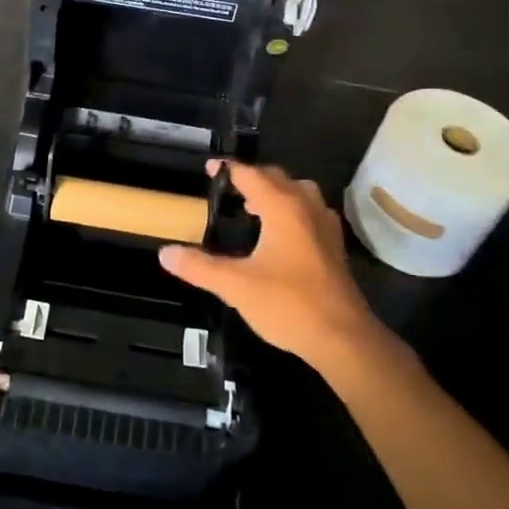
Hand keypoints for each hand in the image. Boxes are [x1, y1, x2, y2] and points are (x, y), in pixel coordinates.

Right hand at [160, 163, 378, 367]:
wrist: (343, 338)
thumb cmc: (288, 304)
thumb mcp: (235, 286)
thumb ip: (199, 267)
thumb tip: (165, 253)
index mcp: (282, 207)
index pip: (251, 175)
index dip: (228, 169)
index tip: (208, 169)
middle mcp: (306, 207)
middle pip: (277, 178)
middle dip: (251, 178)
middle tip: (226, 190)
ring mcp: (325, 226)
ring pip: (298, 193)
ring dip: (275, 193)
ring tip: (252, 208)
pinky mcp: (334, 246)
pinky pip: (309, 212)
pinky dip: (291, 211)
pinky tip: (279, 235)